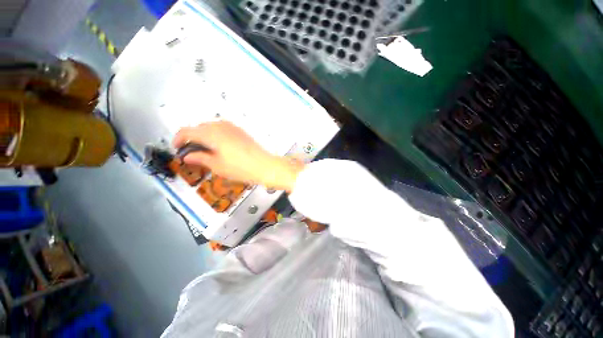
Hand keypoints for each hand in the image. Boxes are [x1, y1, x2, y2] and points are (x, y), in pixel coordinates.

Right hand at [173, 121, 304, 191]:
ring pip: (211, 127)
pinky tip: (219, 146)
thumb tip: (187, 156)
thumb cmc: (241, 168)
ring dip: (204, 135)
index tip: (177, 148)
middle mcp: (221, 126)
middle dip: (192, 137)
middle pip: (199, 127)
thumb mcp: (217, 166)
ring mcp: (233, 127)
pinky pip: (223, 129)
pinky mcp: (241, 131)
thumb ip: (200, 158)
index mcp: (212, 133)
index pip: (187, 131)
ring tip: (205, 150)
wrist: (265, 166)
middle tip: (191, 151)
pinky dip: (216, 135)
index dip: (178, 139)